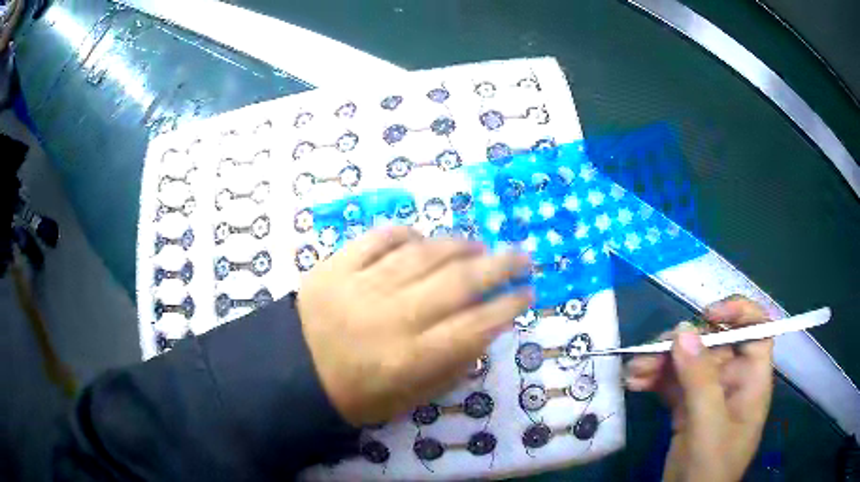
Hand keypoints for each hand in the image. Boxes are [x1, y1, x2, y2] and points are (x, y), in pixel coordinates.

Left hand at [297, 227, 532, 426]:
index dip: (508, 306)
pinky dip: (405, 234)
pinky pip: (379, 238)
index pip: (475, 325)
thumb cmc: (356, 395)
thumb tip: (485, 331)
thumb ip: (451, 367)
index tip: (527, 293)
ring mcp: (362, 286)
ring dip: (459, 246)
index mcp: (410, 359)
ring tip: (478, 247)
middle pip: (459, 282)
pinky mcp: (335, 266)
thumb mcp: (410, 400)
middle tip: (521, 257)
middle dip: (500, 266)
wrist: (293, 374)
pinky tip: (421, 239)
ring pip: (424, 254)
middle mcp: (392, 317)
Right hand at [625, 296, 773, 481]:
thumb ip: (699, 381)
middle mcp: (732, 381)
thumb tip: (683, 331)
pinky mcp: (687, 408)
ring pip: (688, 362)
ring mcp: (708, 394)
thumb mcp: (708, 427)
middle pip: (713, 344)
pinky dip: (654, 379)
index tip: (707, 314)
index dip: (739, 312)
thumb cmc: (710, 468)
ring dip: (661, 361)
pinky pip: (672, 383)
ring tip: (634, 371)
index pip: (757, 330)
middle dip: (682, 344)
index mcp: (751, 380)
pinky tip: (635, 383)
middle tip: (651, 351)